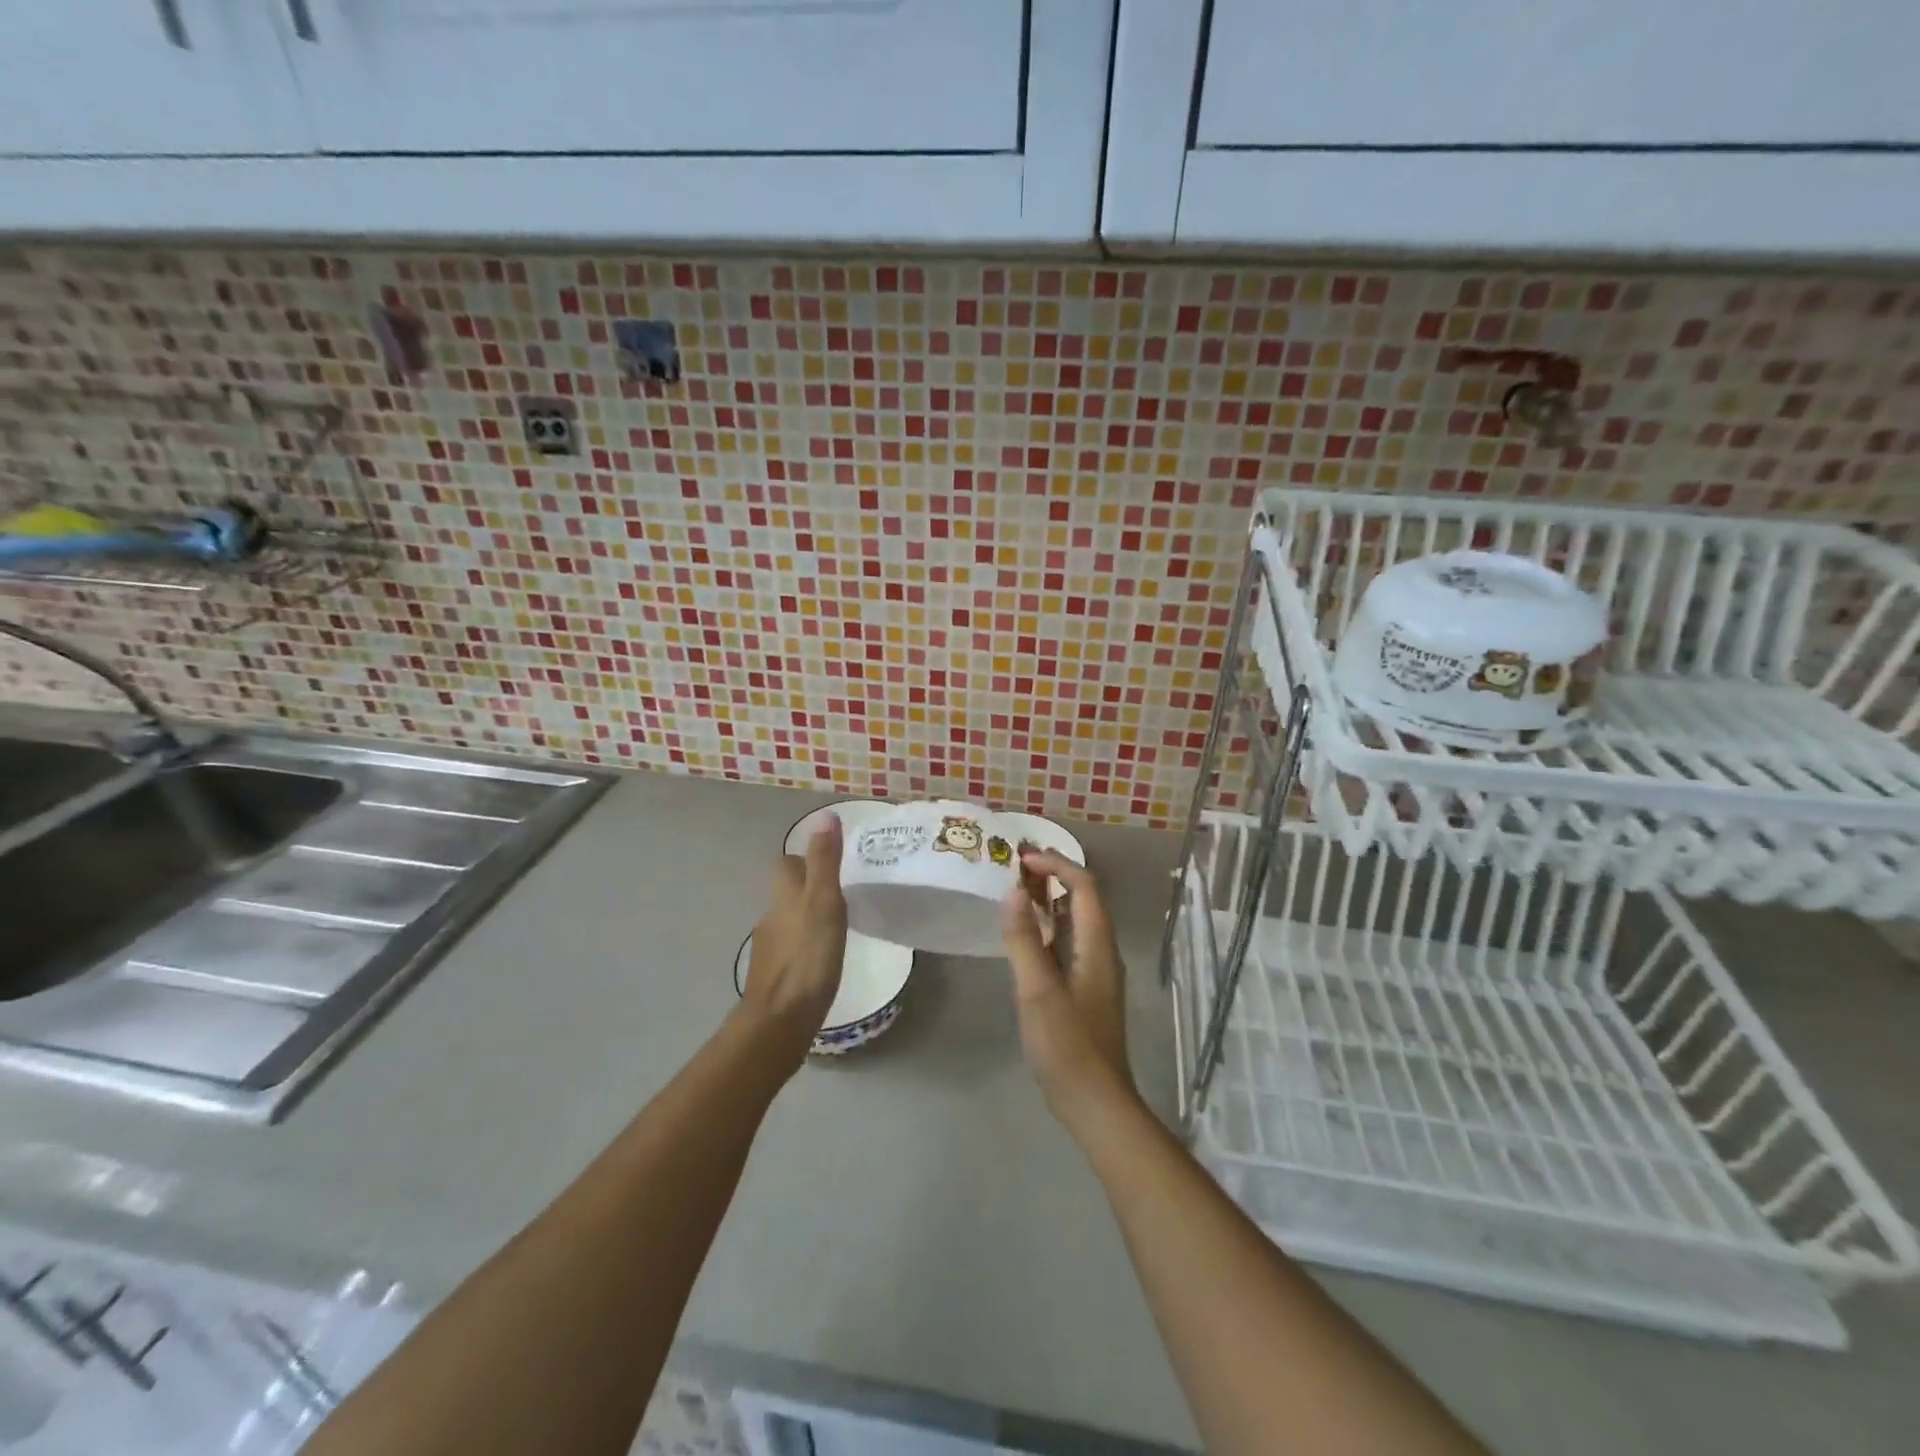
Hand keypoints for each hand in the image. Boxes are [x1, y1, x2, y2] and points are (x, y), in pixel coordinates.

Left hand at [740, 815, 846, 1065]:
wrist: (778, 1023)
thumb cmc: (807, 959)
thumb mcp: (825, 904)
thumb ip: (825, 862)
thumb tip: (825, 816)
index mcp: (784, 897)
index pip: (787, 864)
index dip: (805, 858)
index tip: (829, 861)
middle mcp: (771, 918)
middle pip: (786, 893)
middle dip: (807, 889)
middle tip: (840, 894)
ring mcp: (769, 950)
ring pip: (788, 922)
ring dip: (806, 919)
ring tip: (836, 926)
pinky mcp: (773, 978)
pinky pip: (789, 951)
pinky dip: (804, 948)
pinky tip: (822, 960)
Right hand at [1000, 849, 1135, 1119]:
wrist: (1095, 1102)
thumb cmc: (1067, 1045)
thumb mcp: (1038, 991)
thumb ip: (1024, 940)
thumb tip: (1013, 893)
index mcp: (1097, 946)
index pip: (1084, 887)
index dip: (1056, 865)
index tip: (1021, 858)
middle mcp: (1101, 951)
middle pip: (1082, 899)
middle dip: (1052, 876)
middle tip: (1014, 866)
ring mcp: (1095, 972)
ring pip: (1075, 921)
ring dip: (1050, 900)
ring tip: (1016, 890)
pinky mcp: (1085, 990)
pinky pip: (1068, 943)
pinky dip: (1048, 927)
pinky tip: (1026, 935)